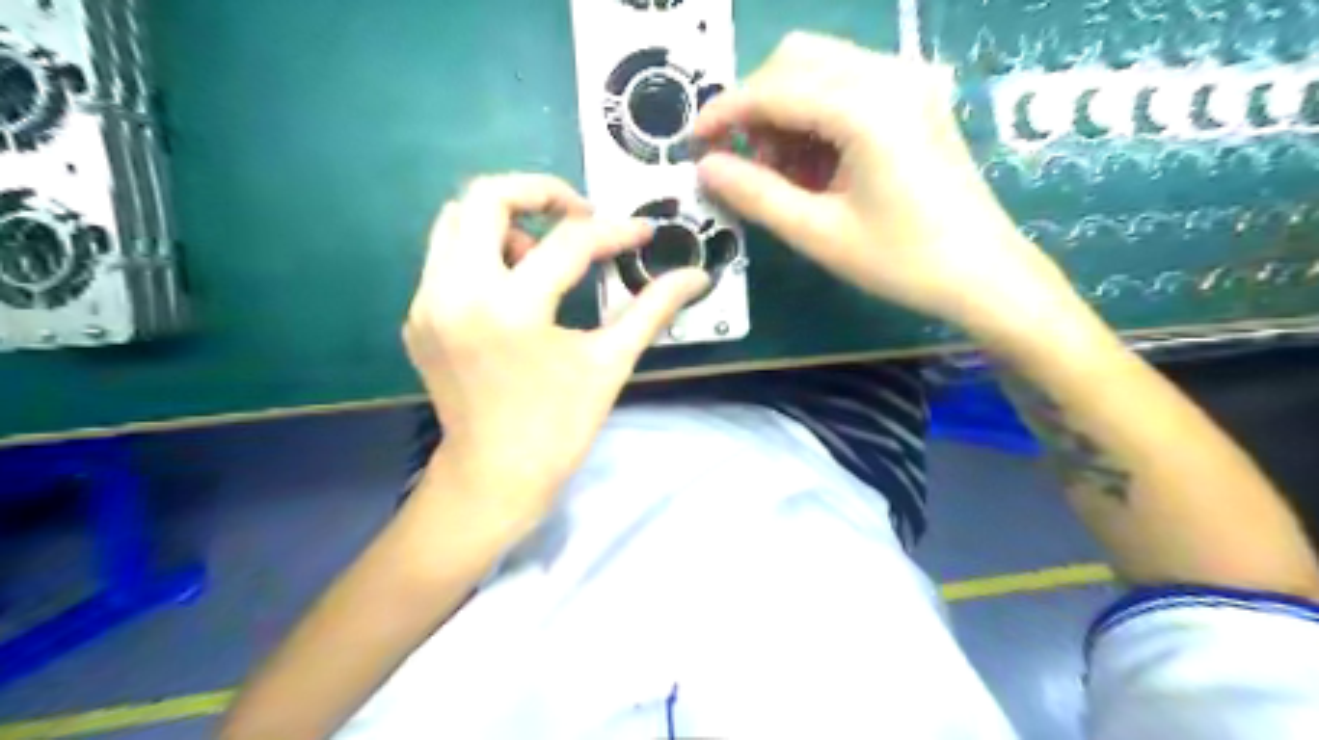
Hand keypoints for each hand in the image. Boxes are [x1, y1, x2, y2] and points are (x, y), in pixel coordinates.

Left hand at [405, 173, 705, 526]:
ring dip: (506, 220)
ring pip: (456, 219)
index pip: (568, 242)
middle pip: (485, 197)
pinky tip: (515, 286)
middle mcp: (457, 292)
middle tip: (579, 217)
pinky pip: (444, 256)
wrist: (493, 475)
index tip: (642, 233)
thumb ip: (652, 310)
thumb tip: (697, 277)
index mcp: (511, 309)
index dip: (615, 231)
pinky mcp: (417, 316)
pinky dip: (483, 251)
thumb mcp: (610, 363)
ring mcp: (428, 303)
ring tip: (544, 254)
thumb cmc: (559, 426)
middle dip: (540, 192)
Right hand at [693, 32, 1075, 330]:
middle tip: (743, 161)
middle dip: (756, 105)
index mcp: (866, 107)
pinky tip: (815, 163)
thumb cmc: (901, 260)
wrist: (983, 273)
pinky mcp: (916, 95)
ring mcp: (908, 79)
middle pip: (795, 59)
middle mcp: (889, 73)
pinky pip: (848, 83)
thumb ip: (756, 195)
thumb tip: (706, 168)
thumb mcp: (818, 233)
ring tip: (781, 172)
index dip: (724, 112)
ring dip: (785, 110)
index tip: (693, 142)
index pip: (773, 88)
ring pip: (820, 67)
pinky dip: (816, 114)